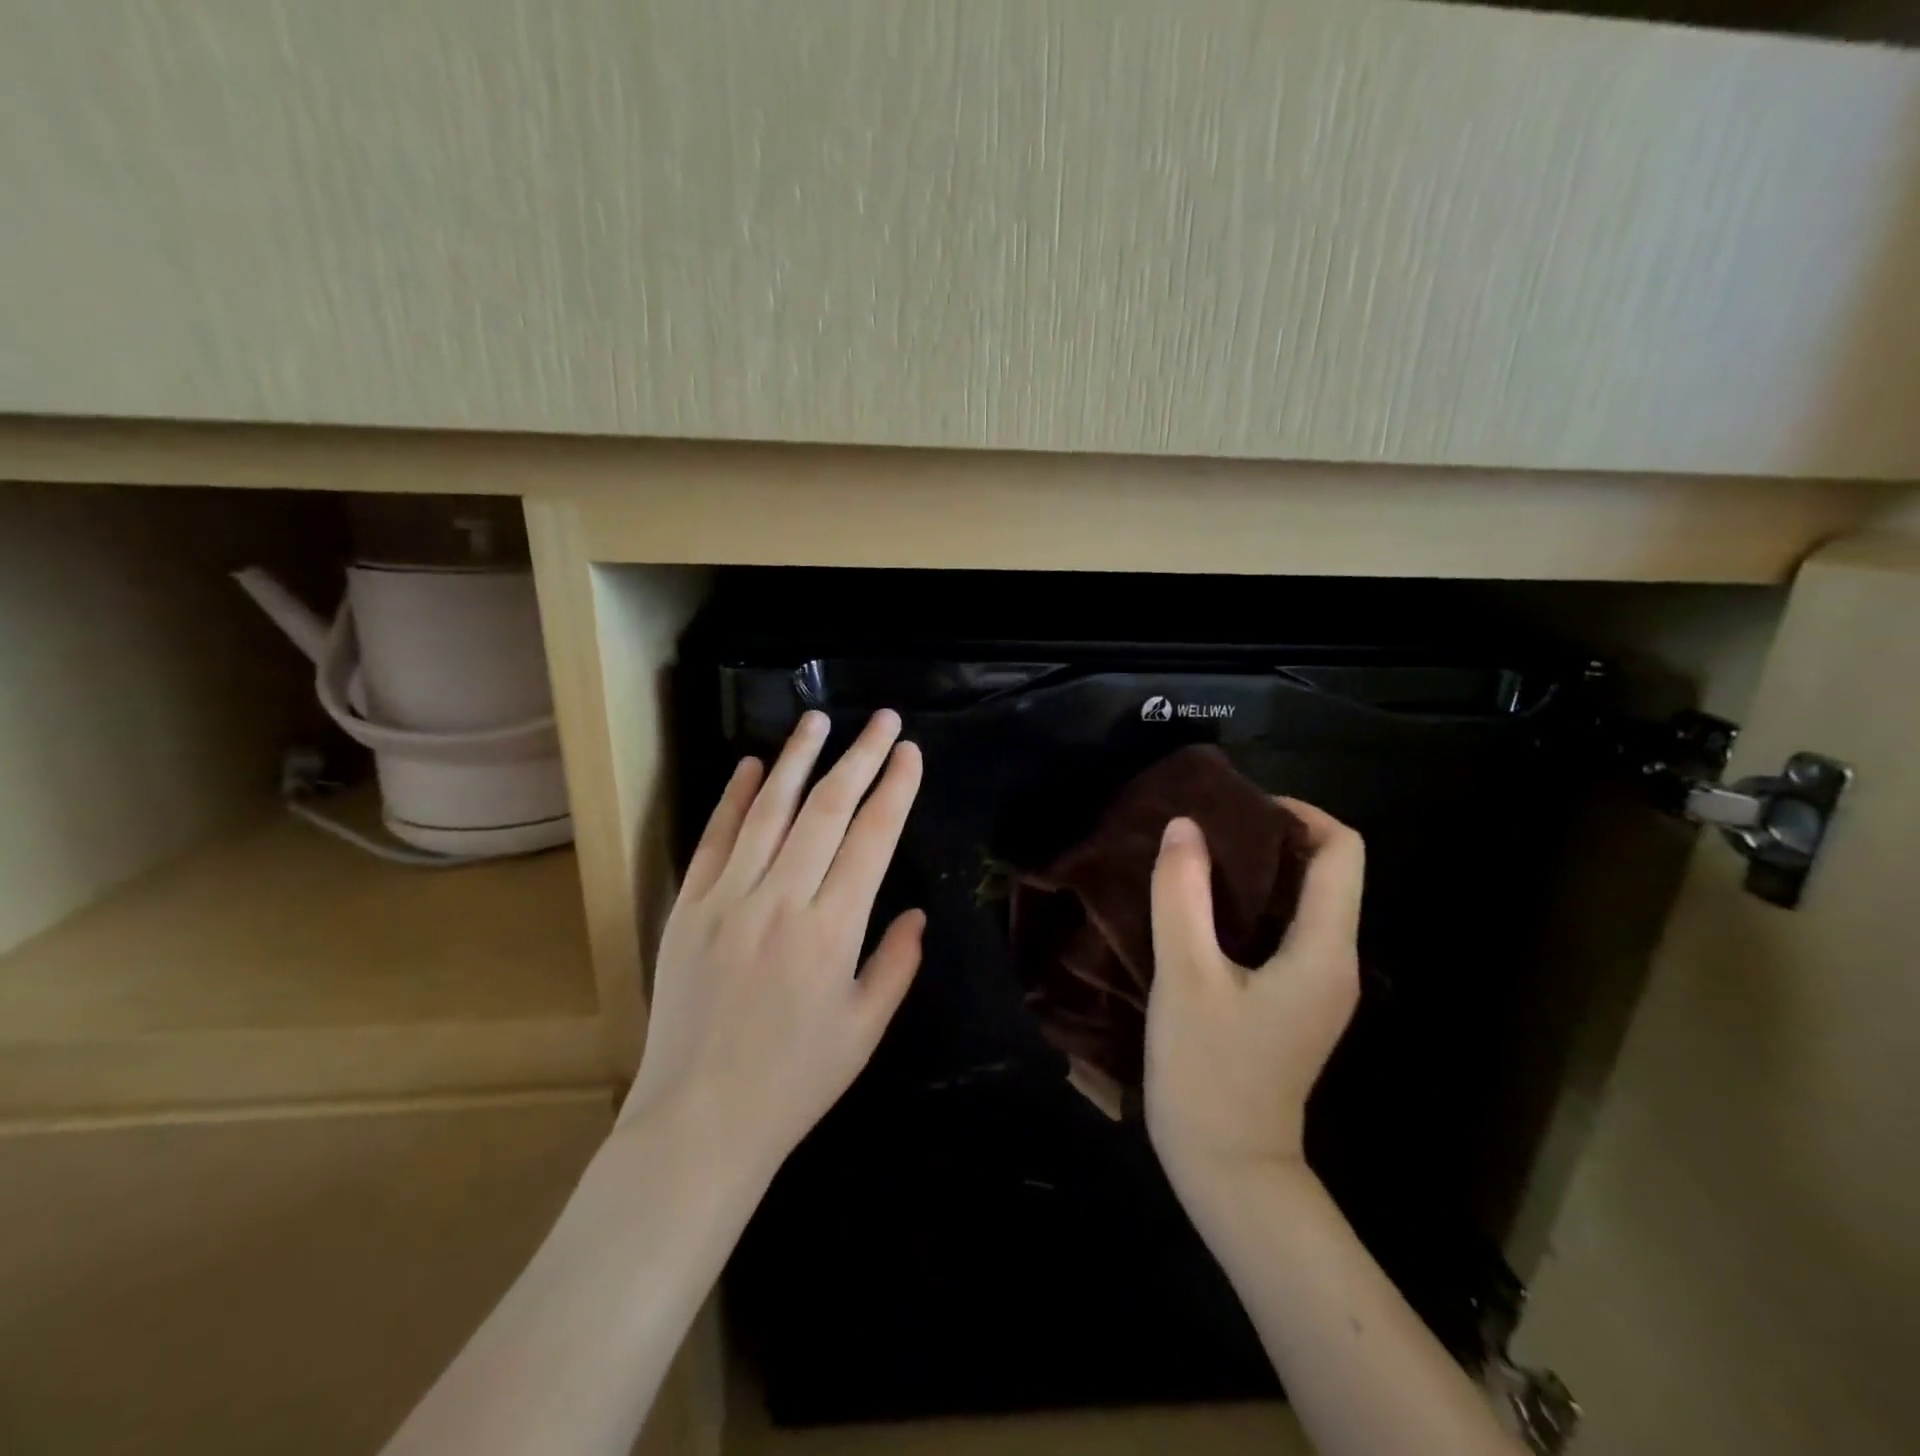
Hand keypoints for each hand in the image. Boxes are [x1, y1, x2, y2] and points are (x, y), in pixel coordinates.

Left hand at [620, 710, 924, 1179]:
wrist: (699, 1122)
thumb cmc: (795, 1081)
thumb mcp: (865, 1029)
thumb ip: (896, 964)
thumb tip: (915, 913)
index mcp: (832, 931)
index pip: (872, 839)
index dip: (895, 790)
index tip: (911, 753)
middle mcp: (781, 901)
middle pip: (827, 810)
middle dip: (860, 757)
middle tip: (883, 719)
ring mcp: (727, 899)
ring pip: (769, 811)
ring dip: (797, 759)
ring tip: (818, 719)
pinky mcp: (688, 908)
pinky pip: (714, 840)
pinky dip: (735, 798)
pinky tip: (754, 766)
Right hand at [1143, 799, 1364, 1198]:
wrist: (1229, 1169)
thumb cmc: (1209, 1071)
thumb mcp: (1185, 976)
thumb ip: (1183, 895)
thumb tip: (1185, 826)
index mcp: (1324, 950)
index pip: (1342, 852)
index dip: (1298, 813)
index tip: (1237, 806)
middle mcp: (1336, 962)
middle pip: (1325, 872)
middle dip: (1270, 836)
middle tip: (1205, 825)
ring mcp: (1318, 986)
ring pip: (1302, 902)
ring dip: (1256, 871)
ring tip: (1196, 856)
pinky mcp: (1294, 1003)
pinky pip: (1284, 931)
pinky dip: (1249, 905)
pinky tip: (1201, 907)